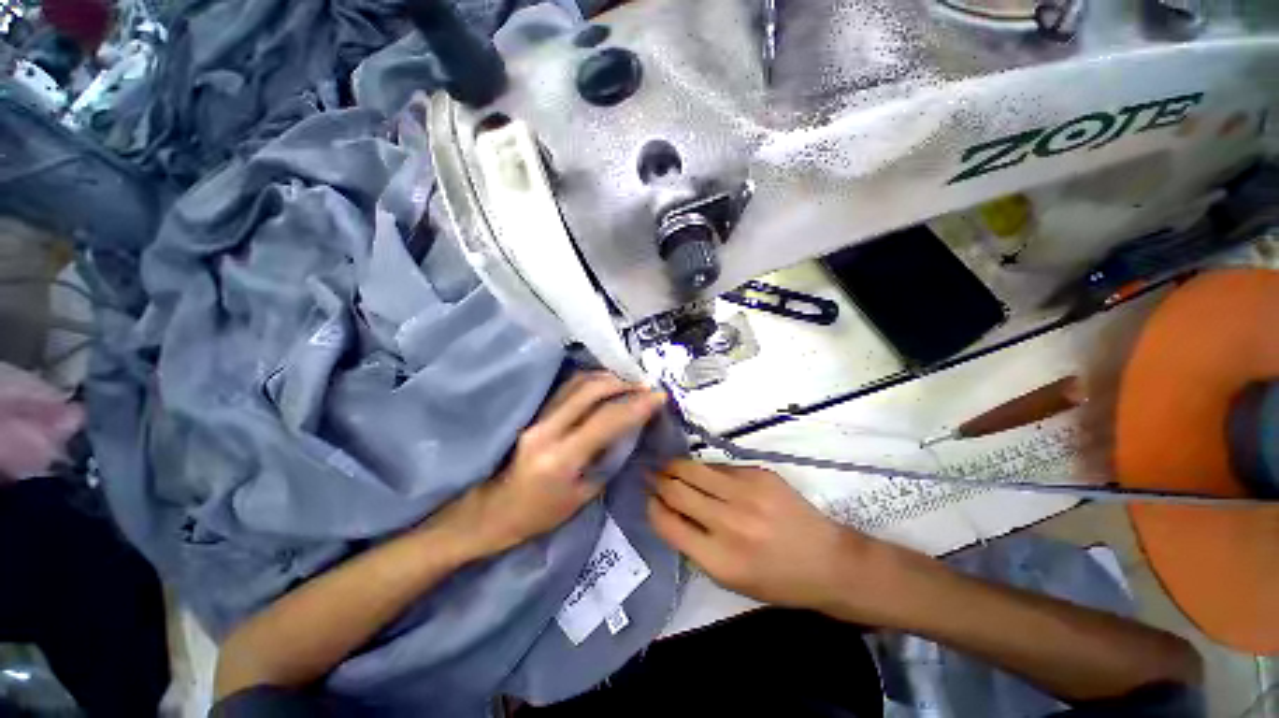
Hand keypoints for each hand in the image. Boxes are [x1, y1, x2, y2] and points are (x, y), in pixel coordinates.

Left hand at [430, 372, 666, 559]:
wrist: (491, 511)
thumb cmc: (539, 514)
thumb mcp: (583, 495)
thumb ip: (607, 458)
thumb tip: (629, 430)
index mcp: (561, 458)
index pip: (607, 420)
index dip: (637, 405)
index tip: (659, 396)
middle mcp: (547, 430)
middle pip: (590, 390)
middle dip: (623, 384)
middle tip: (645, 387)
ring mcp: (536, 417)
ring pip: (577, 383)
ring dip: (607, 378)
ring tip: (628, 383)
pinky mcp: (533, 413)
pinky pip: (567, 388)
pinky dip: (591, 382)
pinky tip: (605, 386)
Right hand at [648, 460, 904, 617]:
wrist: (828, 561)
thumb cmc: (777, 580)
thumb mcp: (730, 579)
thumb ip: (695, 546)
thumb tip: (668, 511)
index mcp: (718, 559)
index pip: (667, 523)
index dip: (651, 507)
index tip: (647, 498)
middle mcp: (728, 523)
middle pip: (676, 490)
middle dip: (656, 480)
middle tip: (648, 473)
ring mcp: (745, 493)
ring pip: (694, 469)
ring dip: (674, 466)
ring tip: (665, 465)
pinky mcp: (759, 474)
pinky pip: (719, 467)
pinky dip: (705, 469)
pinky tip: (700, 470)